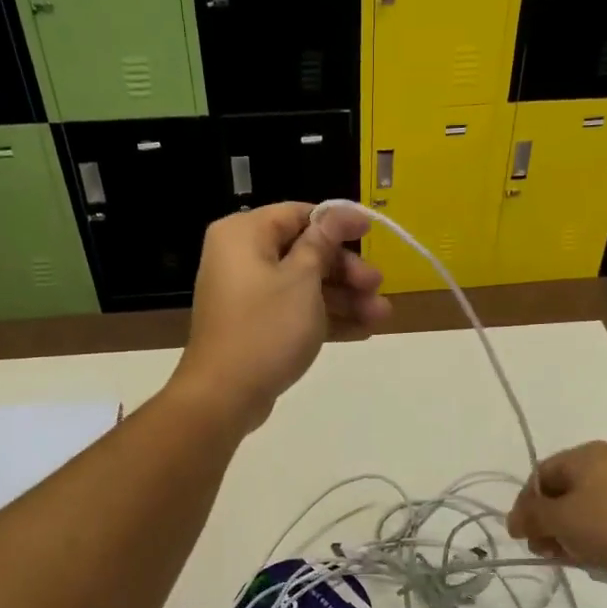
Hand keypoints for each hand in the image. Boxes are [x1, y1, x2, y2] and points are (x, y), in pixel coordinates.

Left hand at [169, 202, 390, 432]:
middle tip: (378, 286)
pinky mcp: (257, 326)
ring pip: (305, 285)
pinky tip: (363, 331)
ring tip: (381, 316)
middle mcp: (242, 257)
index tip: (372, 234)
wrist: (225, 395)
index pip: (299, 214)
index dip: (338, 223)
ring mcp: (249, 295)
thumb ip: (323, 243)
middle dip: (347, 271)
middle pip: (305, 252)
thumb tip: (339, 213)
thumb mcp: (303, 279)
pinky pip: (296, 312)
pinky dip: (326, 318)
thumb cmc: (266, 328)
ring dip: (345, 299)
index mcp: (244, 234)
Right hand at [506, 441, 606, 578]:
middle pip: (561, 493)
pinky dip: (593, 540)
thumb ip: (532, 517)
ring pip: (583, 512)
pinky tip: (594, 560)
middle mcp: (606, 466)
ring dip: (568, 536)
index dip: (525, 504)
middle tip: (545, 551)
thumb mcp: (562, 519)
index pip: (540, 475)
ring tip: (571, 559)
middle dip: (547, 523)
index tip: (520, 535)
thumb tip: (514, 520)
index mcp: (585, 456)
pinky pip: (606, 524)